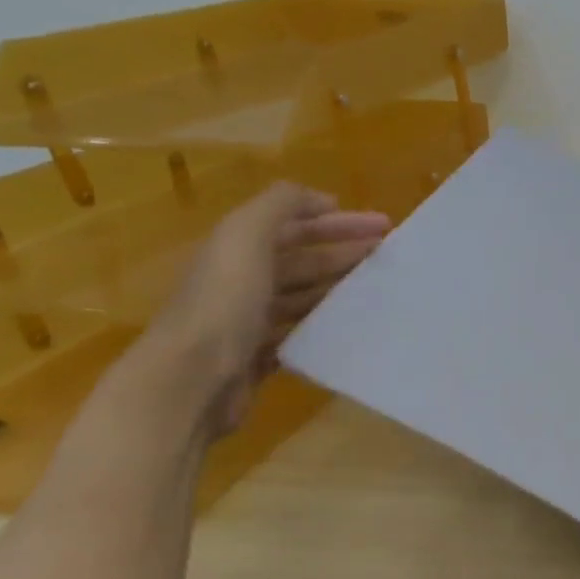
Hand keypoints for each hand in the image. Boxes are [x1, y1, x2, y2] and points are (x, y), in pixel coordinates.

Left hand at [146, 183, 389, 437]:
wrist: (190, 380)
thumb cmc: (223, 303)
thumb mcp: (245, 236)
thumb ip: (279, 205)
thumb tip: (320, 197)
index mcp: (236, 249)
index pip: (293, 225)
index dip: (337, 220)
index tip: (382, 225)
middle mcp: (240, 281)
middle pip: (302, 260)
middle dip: (345, 251)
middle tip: (389, 255)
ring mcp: (248, 321)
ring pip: (304, 296)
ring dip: (339, 288)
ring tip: (379, 290)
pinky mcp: (257, 357)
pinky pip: (299, 333)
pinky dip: (325, 325)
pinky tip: (352, 326)